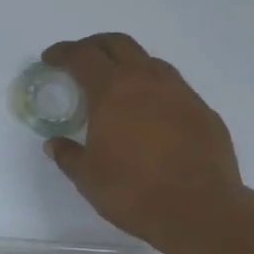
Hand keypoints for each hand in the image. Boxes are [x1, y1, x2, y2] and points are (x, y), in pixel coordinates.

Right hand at [41, 33, 252, 253]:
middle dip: (94, 46)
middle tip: (80, 59)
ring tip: (115, 85)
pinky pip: (172, 87)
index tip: (50, 58)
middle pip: (118, 44)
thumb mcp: (88, 177)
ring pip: (149, 61)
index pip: (83, 56)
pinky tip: (148, 113)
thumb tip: (55, 143)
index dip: (63, 53)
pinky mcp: (202, 110)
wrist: (200, 209)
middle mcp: (147, 80)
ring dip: (127, 64)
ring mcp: (180, 92)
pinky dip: (152, 89)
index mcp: (112, 91)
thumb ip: (68, 155)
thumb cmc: (133, 191)